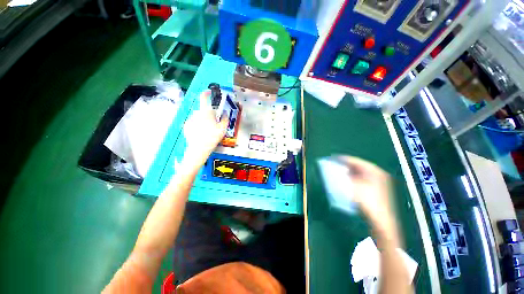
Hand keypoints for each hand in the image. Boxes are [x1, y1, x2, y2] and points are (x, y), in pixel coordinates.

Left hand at [182, 90, 228, 167]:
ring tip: (207, 130)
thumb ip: (224, 119)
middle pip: (203, 110)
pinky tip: (201, 133)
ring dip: (203, 120)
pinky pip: (193, 122)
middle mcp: (196, 113)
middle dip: (208, 114)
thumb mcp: (223, 128)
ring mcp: (190, 119)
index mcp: (205, 112)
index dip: (206, 93)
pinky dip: (197, 125)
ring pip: (198, 117)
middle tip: (214, 123)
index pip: (204, 98)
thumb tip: (225, 113)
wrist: (199, 148)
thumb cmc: (212, 137)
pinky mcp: (186, 126)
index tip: (209, 92)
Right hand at [338, 156, 399, 245]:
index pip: (355, 160)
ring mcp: (378, 182)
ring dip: (348, 173)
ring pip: (359, 173)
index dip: (342, 159)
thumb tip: (334, 170)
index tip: (331, 159)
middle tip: (333, 166)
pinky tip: (346, 182)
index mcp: (374, 170)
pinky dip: (353, 179)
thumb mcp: (352, 187)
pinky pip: (361, 179)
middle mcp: (377, 174)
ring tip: (337, 173)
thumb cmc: (368, 202)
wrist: (381, 221)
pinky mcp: (376, 189)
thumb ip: (342, 176)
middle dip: (345, 166)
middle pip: (358, 166)